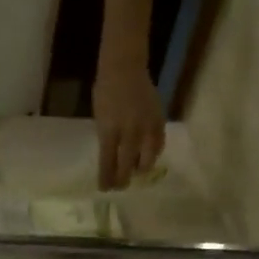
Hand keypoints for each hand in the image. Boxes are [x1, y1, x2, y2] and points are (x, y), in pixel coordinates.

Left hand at [92, 65, 165, 189]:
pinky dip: (153, 154)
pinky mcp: (159, 121)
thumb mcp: (99, 118)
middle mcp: (129, 132)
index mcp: (109, 131)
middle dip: (122, 179)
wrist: (125, 68)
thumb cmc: (105, 91)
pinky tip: (148, 157)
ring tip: (135, 173)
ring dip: (139, 169)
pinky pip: (158, 145)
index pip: (107, 162)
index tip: (105, 189)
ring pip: (146, 159)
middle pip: (127, 165)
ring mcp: (146, 127)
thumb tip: (112, 159)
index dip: (106, 178)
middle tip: (120, 187)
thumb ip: (106, 138)